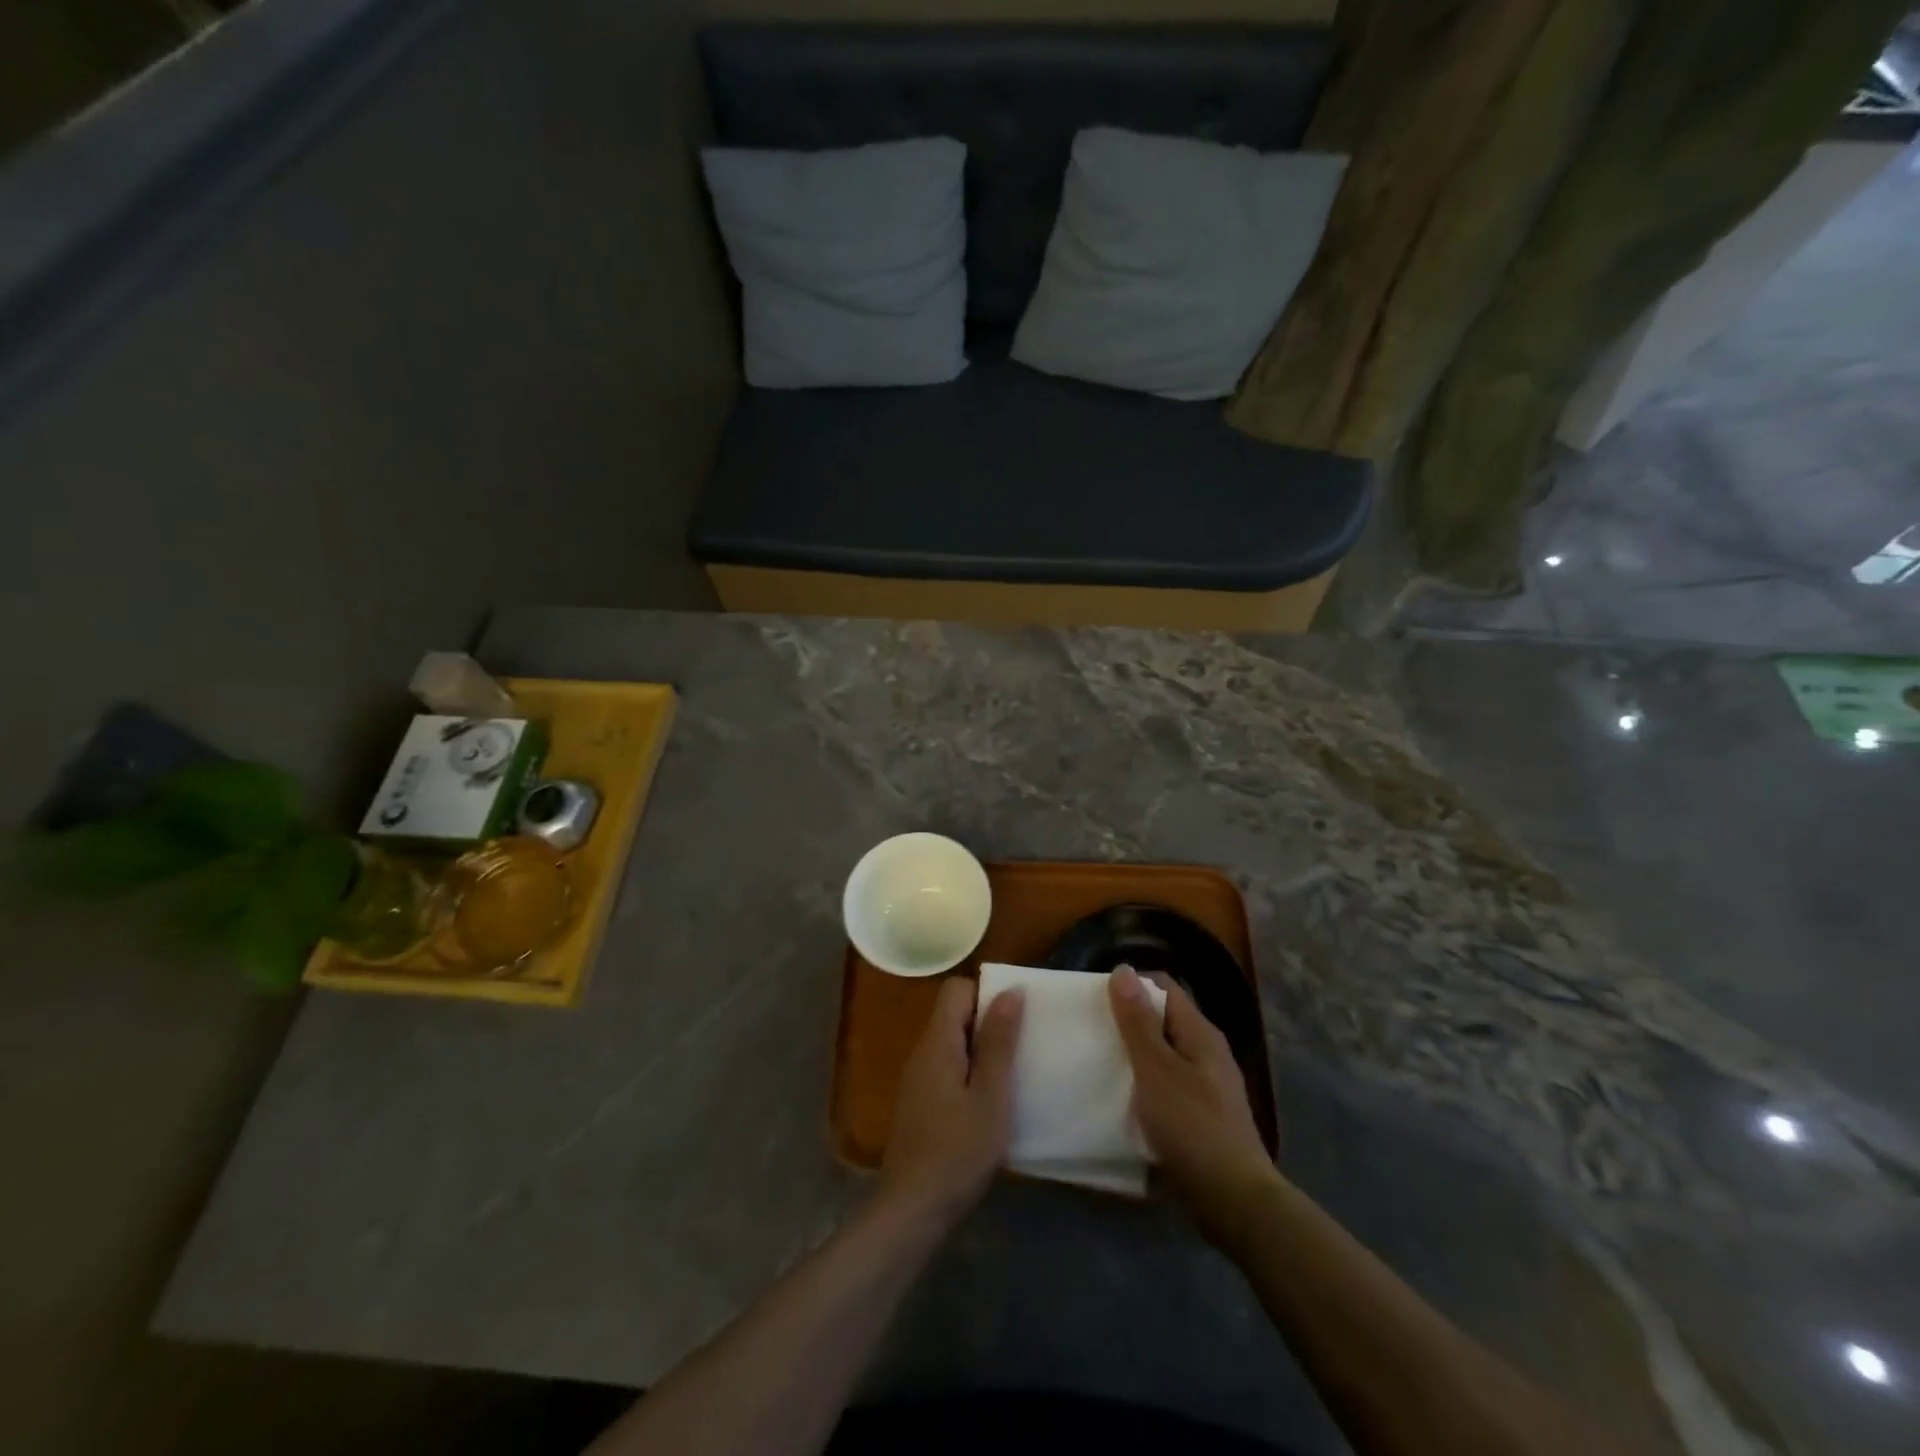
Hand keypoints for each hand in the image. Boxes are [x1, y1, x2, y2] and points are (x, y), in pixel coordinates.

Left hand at [880, 976, 1024, 1227]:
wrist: (913, 1209)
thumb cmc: (958, 1151)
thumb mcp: (991, 1096)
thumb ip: (999, 1042)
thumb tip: (1010, 990)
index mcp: (937, 1042)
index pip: (956, 989)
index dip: (987, 993)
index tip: (1016, 1017)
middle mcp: (922, 1051)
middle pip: (954, 1013)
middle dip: (989, 1021)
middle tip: (1022, 1046)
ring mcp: (917, 1078)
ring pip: (952, 1042)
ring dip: (982, 1049)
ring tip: (1013, 1073)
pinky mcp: (920, 1101)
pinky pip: (947, 1067)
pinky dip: (970, 1072)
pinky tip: (990, 1101)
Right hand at [1110, 966, 1277, 1242]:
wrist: (1234, 1201)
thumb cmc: (1192, 1126)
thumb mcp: (1156, 1070)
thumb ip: (1138, 1022)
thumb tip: (1123, 969)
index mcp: (1200, 1033)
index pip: (1164, 987)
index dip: (1131, 986)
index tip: (1096, 998)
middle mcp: (1207, 1053)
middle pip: (1163, 1021)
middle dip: (1129, 1022)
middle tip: (1091, 1031)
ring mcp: (1207, 1087)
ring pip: (1164, 1056)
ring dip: (1135, 1056)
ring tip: (1098, 1063)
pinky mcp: (1201, 1117)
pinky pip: (1167, 1087)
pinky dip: (1145, 1086)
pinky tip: (1123, 1102)